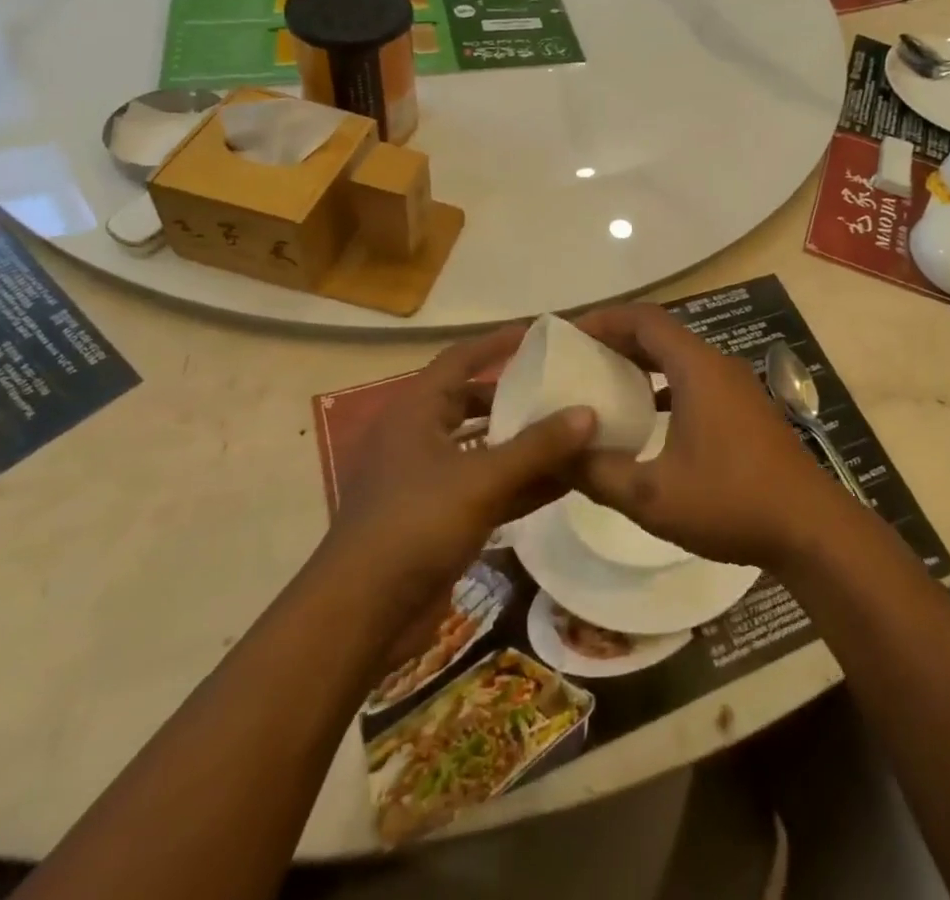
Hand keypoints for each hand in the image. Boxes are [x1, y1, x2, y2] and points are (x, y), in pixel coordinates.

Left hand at [322, 324, 595, 643]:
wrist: (360, 616)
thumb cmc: (414, 525)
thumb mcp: (481, 479)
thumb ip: (537, 446)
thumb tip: (588, 412)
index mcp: (415, 412)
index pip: (460, 359)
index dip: (496, 343)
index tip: (539, 334)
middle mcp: (418, 438)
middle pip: (472, 402)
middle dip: (515, 394)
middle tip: (562, 385)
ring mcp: (427, 481)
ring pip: (483, 448)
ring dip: (523, 442)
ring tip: (572, 429)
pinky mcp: (438, 519)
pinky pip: (486, 487)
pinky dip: (520, 482)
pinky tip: (563, 481)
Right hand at [571, 304, 848, 568]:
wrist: (810, 528)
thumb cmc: (730, 501)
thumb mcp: (652, 496)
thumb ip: (598, 473)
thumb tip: (556, 455)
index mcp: (697, 367)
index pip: (643, 319)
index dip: (604, 319)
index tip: (569, 335)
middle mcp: (718, 364)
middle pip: (660, 334)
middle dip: (616, 340)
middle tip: (577, 360)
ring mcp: (737, 386)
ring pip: (679, 358)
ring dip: (641, 364)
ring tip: (603, 385)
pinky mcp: (746, 409)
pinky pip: (695, 380)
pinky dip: (664, 387)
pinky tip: (646, 419)